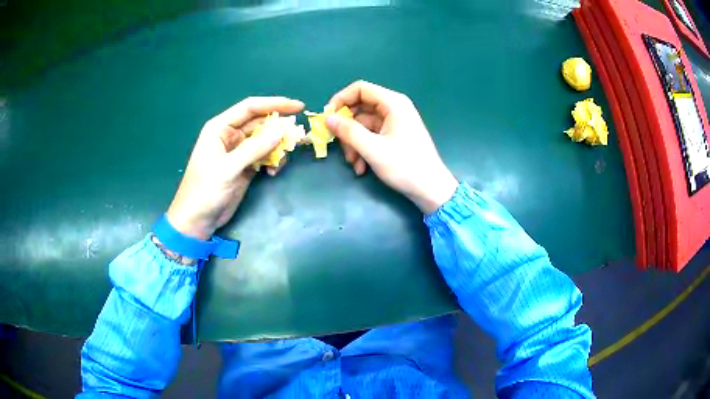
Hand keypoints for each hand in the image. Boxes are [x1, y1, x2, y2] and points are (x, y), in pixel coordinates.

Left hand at [167, 97, 303, 239]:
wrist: (197, 220)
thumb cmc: (205, 191)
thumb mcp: (228, 168)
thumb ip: (254, 149)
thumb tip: (281, 132)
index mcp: (220, 128)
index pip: (250, 108)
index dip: (274, 104)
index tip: (298, 107)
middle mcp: (230, 135)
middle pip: (260, 123)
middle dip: (279, 128)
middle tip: (299, 136)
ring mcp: (238, 152)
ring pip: (264, 140)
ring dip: (278, 147)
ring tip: (286, 157)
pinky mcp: (244, 167)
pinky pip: (264, 156)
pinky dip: (272, 161)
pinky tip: (273, 172)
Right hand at [326, 81, 457, 213]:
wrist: (431, 189)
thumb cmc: (406, 167)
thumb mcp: (373, 149)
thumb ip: (348, 132)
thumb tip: (327, 118)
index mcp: (393, 103)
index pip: (360, 89)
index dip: (340, 99)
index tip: (327, 117)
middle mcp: (393, 108)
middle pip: (359, 108)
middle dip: (347, 129)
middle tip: (338, 146)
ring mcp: (394, 122)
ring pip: (362, 125)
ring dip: (353, 144)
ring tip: (354, 164)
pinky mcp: (393, 135)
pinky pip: (371, 136)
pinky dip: (363, 149)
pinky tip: (361, 168)